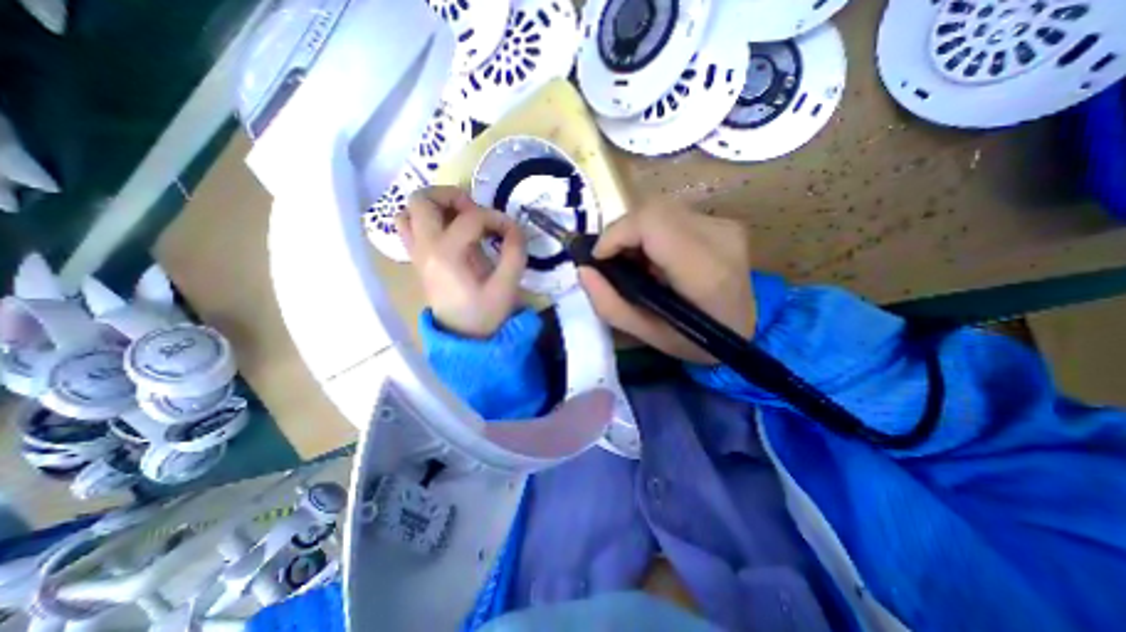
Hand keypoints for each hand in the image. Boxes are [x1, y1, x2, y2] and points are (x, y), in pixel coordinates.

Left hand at [395, 186, 528, 338]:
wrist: (463, 338)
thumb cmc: (485, 314)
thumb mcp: (507, 286)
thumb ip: (514, 252)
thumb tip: (514, 227)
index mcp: (447, 255)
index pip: (470, 218)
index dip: (496, 217)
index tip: (511, 231)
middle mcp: (425, 248)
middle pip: (421, 200)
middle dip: (451, 197)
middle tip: (475, 213)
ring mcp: (417, 253)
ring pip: (408, 212)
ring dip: (433, 207)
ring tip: (459, 219)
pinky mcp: (418, 260)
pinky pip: (409, 228)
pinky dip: (426, 220)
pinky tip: (450, 232)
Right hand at [581, 199, 755, 361]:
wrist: (748, 331)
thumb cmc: (697, 341)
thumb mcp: (648, 335)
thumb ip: (610, 305)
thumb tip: (584, 270)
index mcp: (704, 271)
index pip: (651, 223)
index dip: (617, 234)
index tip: (600, 258)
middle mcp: (719, 237)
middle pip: (653, 210)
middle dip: (622, 233)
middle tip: (614, 262)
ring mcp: (725, 226)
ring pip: (661, 209)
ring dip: (636, 233)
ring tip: (634, 263)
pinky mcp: (723, 222)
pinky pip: (673, 215)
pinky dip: (652, 232)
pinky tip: (654, 257)